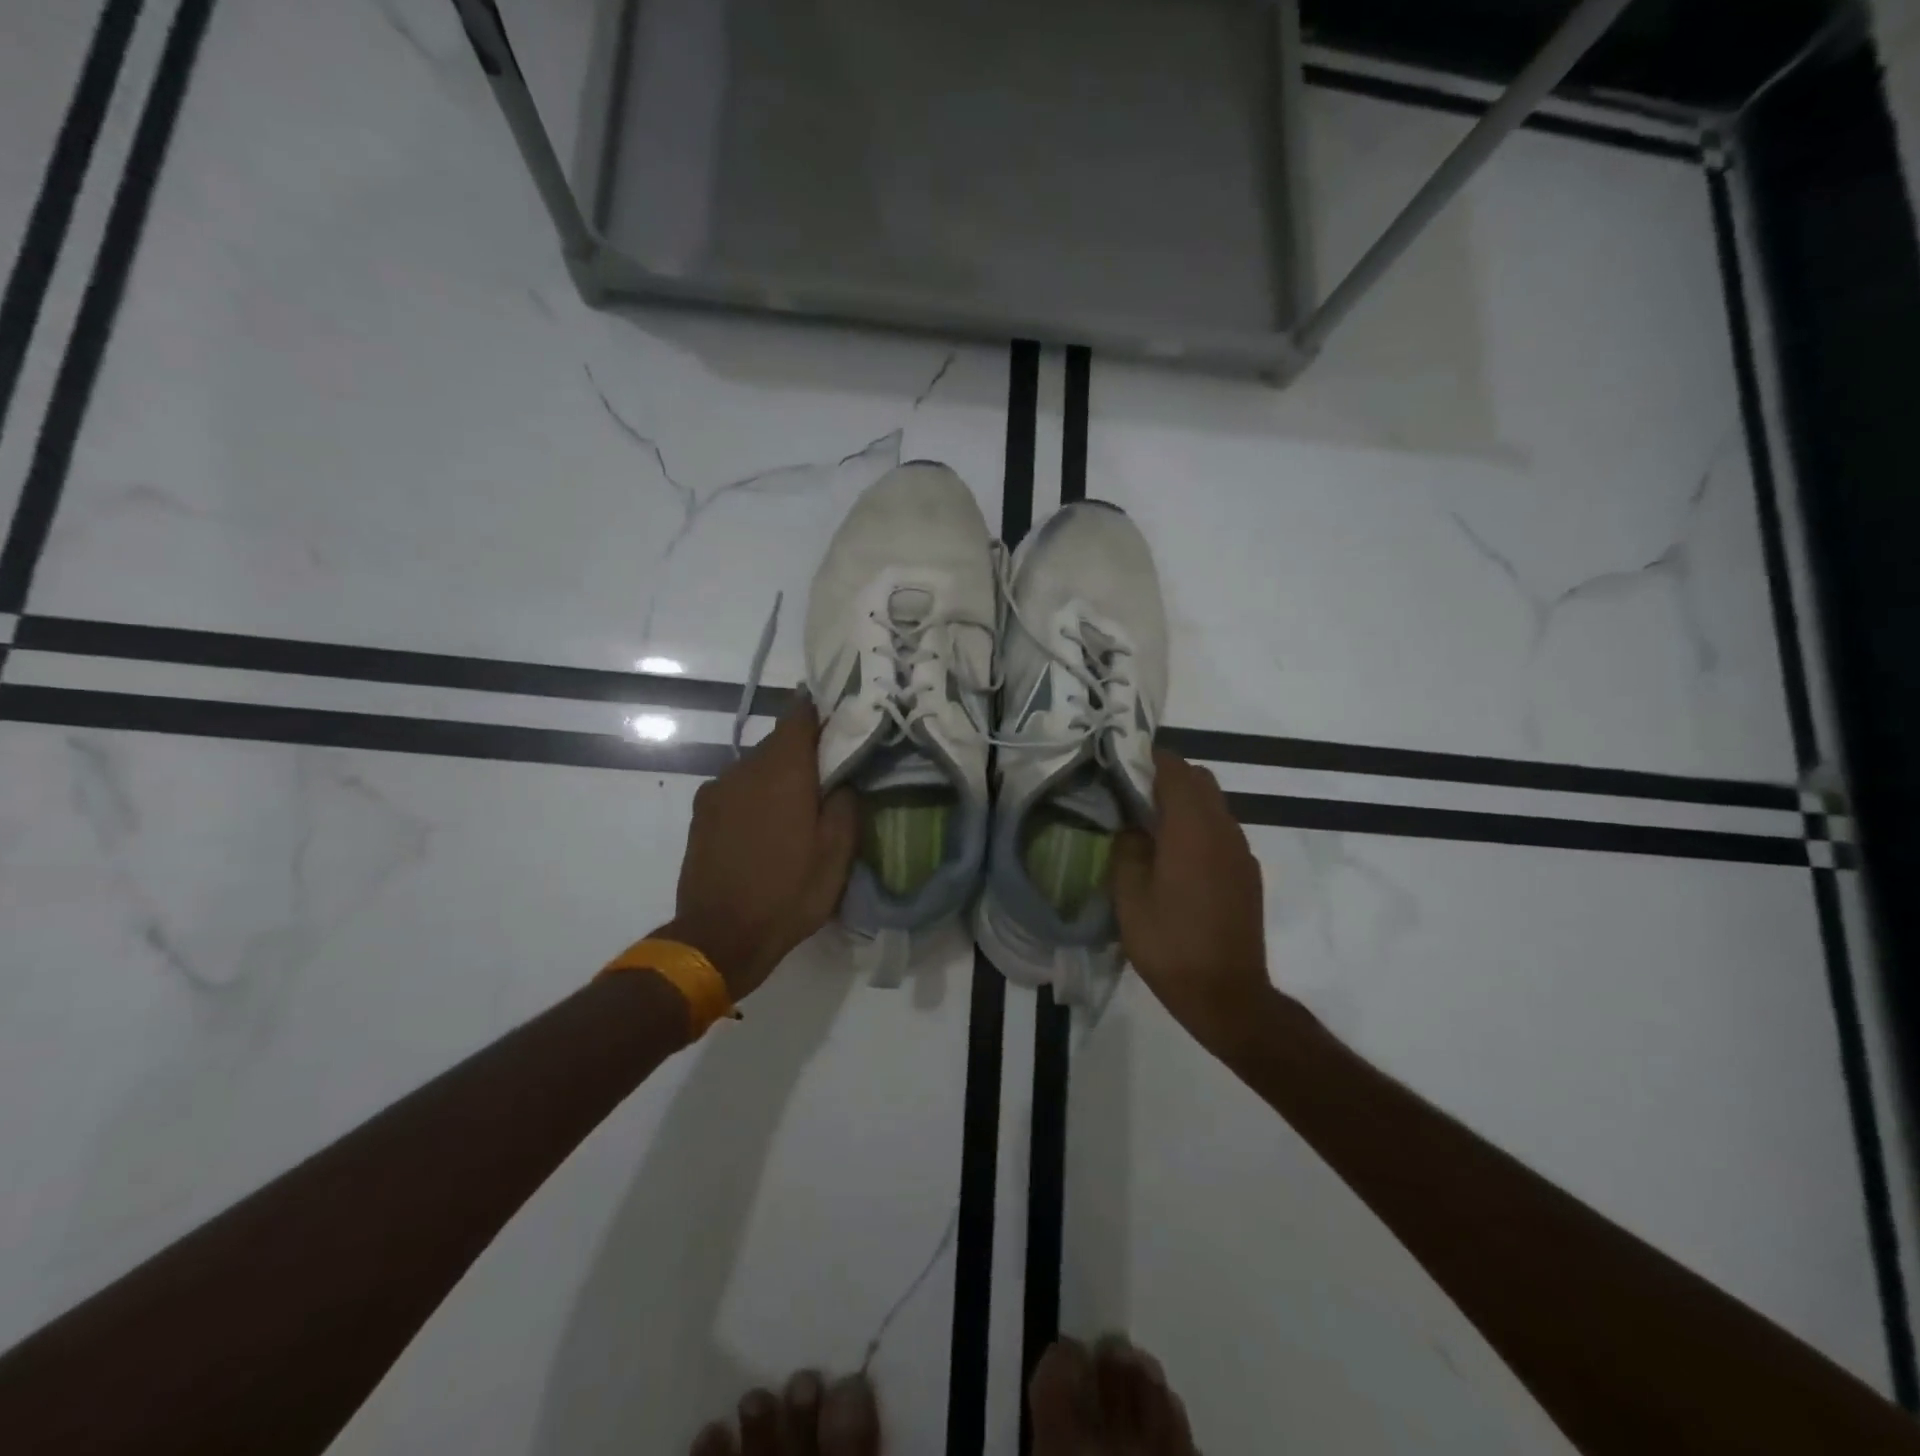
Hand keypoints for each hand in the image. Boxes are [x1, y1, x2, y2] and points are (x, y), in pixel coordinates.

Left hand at [661, 701, 857, 1000]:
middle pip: (778, 742)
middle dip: (803, 750)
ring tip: (797, 807)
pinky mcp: (701, 814)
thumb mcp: (837, 854)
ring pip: (756, 767)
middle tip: (829, 772)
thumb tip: (844, 779)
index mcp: (782, 770)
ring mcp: (717, 790)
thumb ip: (845, 804)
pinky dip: (755, 796)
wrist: (718, 936)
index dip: (820, 710)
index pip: (799, 715)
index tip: (840, 715)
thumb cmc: (788, 892)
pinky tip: (766, 828)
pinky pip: (737, 789)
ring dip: (778, 776)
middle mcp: (745, 768)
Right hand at [1112, 750, 1275, 1054]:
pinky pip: (1223, 831)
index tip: (1126, 759)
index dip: (1152, 758)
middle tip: (1135, 792)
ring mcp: (1241, 852)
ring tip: (1153, 823)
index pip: (1176, 771)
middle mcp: (1223, 830)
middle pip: (1201, 781)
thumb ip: (1128, 850)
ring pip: (1215, 805)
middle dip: (1170, 776)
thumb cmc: (1170, 943)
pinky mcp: (1248, 873)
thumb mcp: (1129, 897)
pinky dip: (1201, 826)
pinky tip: (1179, 856)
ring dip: (1187, 802)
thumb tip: (1133, 828)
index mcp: (1191, 829)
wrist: (1227, 994)